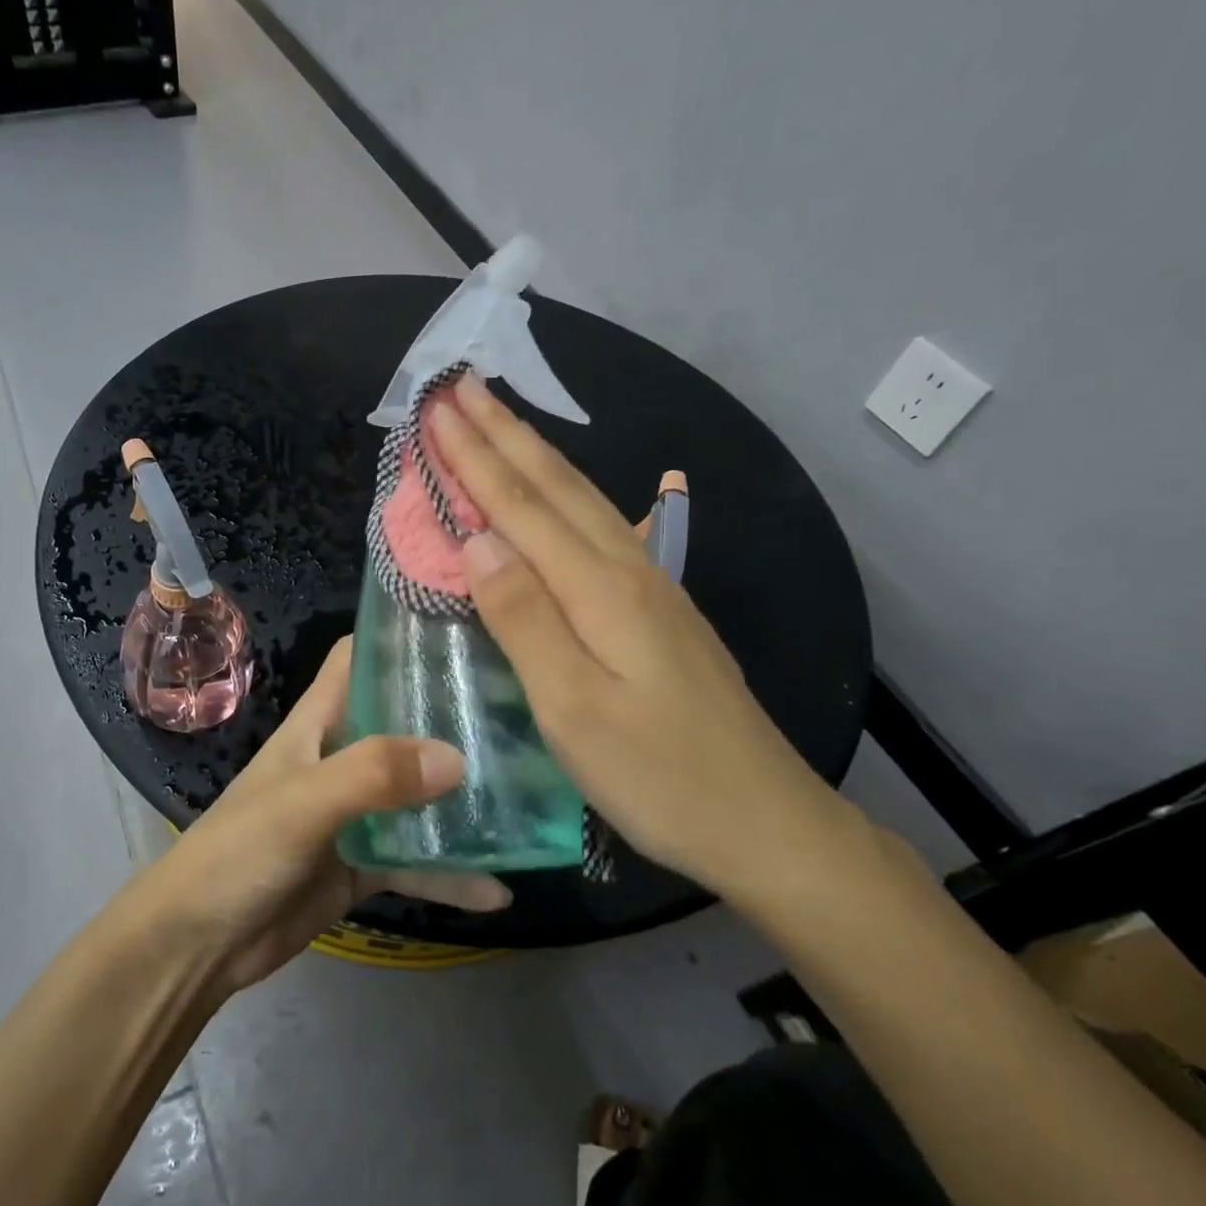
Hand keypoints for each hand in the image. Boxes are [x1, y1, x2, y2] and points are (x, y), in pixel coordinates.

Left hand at [133, 639, 510, 993]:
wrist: (198, 945)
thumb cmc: (239, 852)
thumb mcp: (303, 803)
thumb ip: (372, 774)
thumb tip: (457, 758)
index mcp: (318, 722)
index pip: (360, 659)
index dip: (402, 639)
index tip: (465, 631)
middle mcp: (341, 757)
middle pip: (403, 721)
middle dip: (454, 716)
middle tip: (523, 710)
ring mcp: (355, 813)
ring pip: (418, 793)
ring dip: (462, 797)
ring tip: (529, 793)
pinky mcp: (362, 865)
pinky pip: (416, 860)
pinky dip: (451, 873)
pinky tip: (500, 887)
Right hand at [426, 375, 846, 899]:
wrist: (767, 821)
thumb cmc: (660, 776)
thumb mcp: (575, 710)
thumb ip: (524, 620)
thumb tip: (478, 542)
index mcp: (600, 590)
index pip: (520, 507)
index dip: (474, 456)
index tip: (437, 406)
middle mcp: (627, 571)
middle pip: (555, 486)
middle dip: (504, 431)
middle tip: (462, 384)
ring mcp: (652, 587)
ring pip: (582, 500)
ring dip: (535, 454)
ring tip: (501, 419)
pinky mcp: (660, 610)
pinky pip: (599, 529)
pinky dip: (563, 496)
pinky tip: (562, 492)